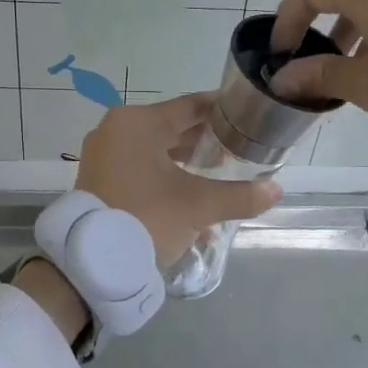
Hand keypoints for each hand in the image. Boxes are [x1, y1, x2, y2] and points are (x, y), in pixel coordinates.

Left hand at [76, 93, 282, 264]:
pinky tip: (191, 201)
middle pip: (172, 128)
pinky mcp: (98, 180)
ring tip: (219, 176)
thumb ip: (240, 195)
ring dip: (186, 163)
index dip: (221, 111)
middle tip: (238, 150)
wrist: (92, 261)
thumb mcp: (198, 206)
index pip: (190, 106)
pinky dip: (165, 179)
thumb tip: (276, 189)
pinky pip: (140, 170)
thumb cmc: (147, 217)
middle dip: (205, 141)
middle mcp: (116, 130)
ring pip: (156, 151)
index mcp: (137, 122)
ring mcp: (103, 156)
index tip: (246, 116)